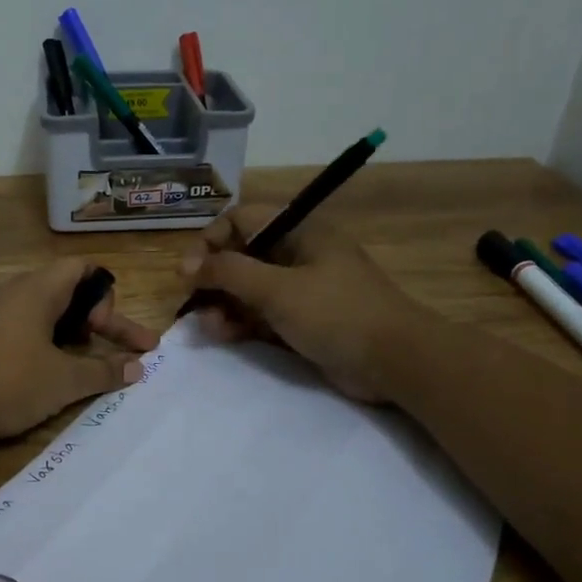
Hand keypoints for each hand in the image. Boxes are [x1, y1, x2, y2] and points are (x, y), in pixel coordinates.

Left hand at [0, 259, 159, 442]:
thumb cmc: (7, 382)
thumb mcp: (63, 380)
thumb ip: (104, 371)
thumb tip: (138, 367)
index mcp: (36, 290)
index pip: (81, 268)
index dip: (105, 296)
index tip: (107, 332)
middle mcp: (12, 293)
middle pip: (66, 293)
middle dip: (98, 322)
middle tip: (120, 353)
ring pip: (43, 314)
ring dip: (71, 336)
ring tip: (85, 365)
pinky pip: (21, 330)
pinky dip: (44, 346)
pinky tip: (46, 375)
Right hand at [179, 206, 426, 403]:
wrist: (395, 361)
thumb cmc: (336, 313)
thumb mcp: (277, 289)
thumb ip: (228, 273)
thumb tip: (186, 265)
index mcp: (300, 232)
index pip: (242, 220)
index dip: (211, 240)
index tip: (189, 271)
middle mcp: (298, 255)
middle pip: (242, 256)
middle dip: (215, 279)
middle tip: (194, 304)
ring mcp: (302, 289)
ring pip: (249, 289)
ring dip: (224, 305)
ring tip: (210, 328)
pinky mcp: (304, 321)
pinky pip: (262, 315)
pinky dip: (242, 323)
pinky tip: (225, 336)